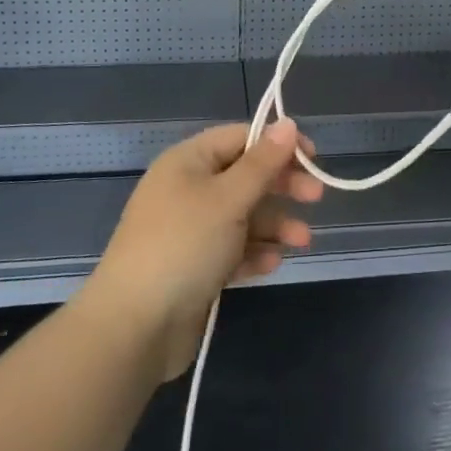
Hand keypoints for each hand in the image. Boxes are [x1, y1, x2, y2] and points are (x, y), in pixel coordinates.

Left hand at [82, 120, 323, 379]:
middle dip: (281, 186)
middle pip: (245, 176)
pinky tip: (272, 264)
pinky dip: (254, 252)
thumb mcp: (228, 199)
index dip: (278, 143)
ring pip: (243, 216)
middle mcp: (188, 189)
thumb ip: (262, 163)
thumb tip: (288, 123)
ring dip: (275, 224)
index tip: (313, 158)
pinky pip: (232, 249)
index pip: (241, 137)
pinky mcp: (195, 266)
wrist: (134, 327)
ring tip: (302, 241)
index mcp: (189, 162)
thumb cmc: (184, 246)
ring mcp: (190, 230)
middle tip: (316, 198)